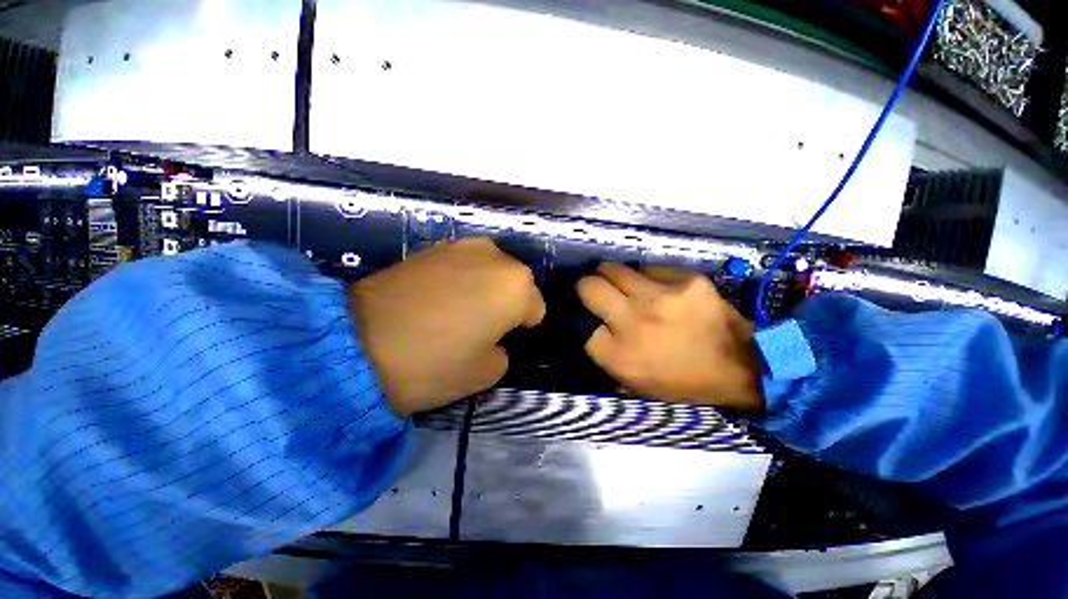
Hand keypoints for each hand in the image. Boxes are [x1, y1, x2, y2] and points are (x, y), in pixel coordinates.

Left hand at [348, 238, 545, 416]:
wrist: (356, 344)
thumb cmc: (435, 362)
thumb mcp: (487, 372)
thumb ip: (503, 351)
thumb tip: (493, 337)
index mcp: (516, 286)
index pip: (535, 308)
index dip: (522, 326)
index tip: (504, 339)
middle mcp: (495, 256)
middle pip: (514, 283)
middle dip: (506, 301)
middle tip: (482, 324)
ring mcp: (461, 246)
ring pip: (489, 270)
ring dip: (484, 287)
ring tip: (459, 309)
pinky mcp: (432, 246)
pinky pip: (462, 264)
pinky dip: (460, 278)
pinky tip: (437, 297)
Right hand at [577, 264, 763, 410]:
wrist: (740, 367)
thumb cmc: (681, 381)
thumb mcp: (633, 383)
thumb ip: (604, 355)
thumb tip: (586, 326)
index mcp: (619, 355)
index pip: (579, 324)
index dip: (581, 317)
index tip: (588, 316)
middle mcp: (634, 322)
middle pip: (588, 287)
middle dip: (586, 286)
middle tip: (594, 289)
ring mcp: (661, 297)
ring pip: (614, 269)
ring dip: (611, 275)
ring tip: (622, 284)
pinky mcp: (685, 280)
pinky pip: (648, 268)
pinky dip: (645, 277)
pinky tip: (657, 288)